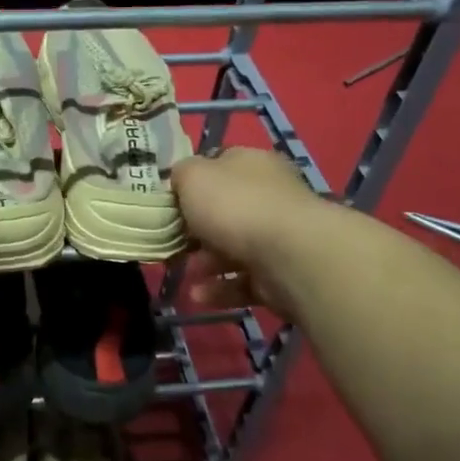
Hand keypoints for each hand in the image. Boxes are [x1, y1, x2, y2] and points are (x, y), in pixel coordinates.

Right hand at [171, 147, 319, 310]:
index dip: (193, 182)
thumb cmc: (235, 206)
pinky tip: (199, 296)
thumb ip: (181, 174)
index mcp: (252, 164)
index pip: (220, 165)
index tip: (170, 203)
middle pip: (226, 211)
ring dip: (205, 263)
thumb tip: (181, 179)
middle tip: (174, 242)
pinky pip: (244, 281)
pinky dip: (220, 289)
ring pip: (234, 249)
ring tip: (185, 273)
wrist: (288, 255)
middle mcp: (270, 196)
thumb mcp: (193, 176)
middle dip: (196, 230)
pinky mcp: (282, 274)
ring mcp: (279, 237)